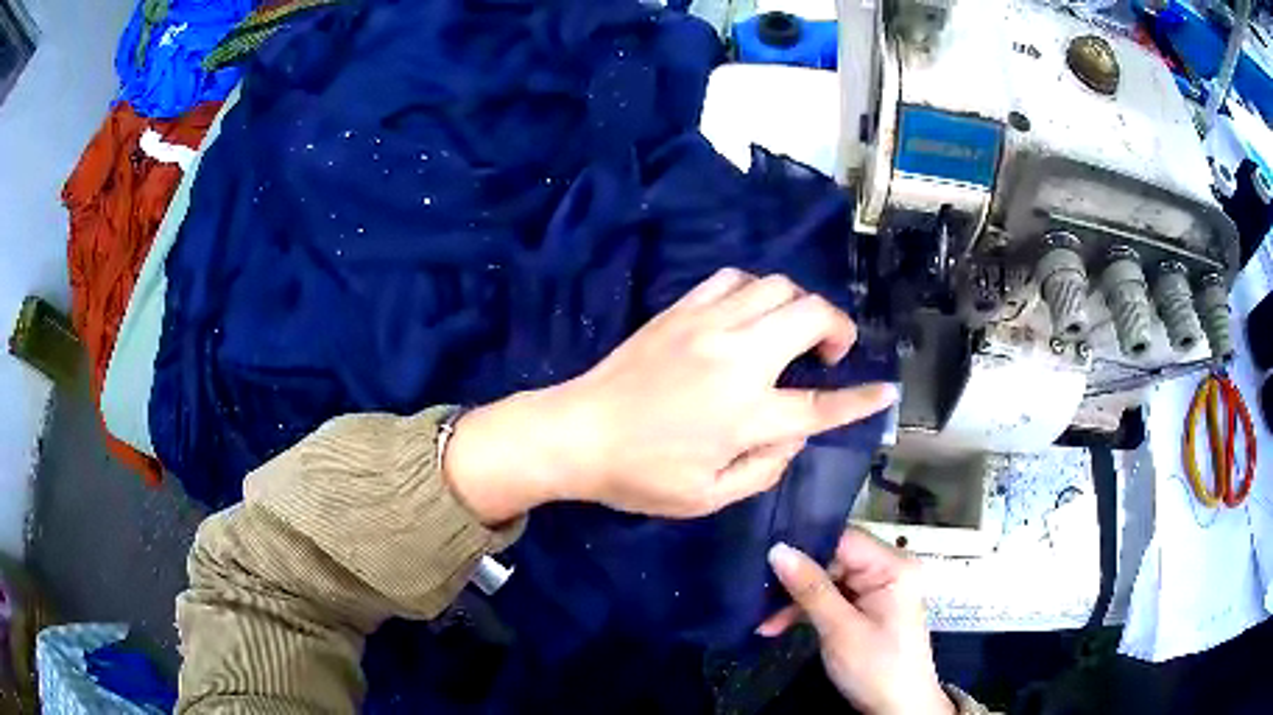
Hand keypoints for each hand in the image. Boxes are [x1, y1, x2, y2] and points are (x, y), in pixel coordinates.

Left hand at [443, 268, 896, 521]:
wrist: (576, 432)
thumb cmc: (641, 475)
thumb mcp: (709, 496)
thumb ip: (765, 468)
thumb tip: (794, 436)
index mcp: (746, 413)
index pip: (821, 405)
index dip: (861, 399)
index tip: (886, 391)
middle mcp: (736, 357)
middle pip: (810, 315)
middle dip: (837, 328)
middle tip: (831, 354)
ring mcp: (706, 323)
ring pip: (776, 285)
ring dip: (798, 305)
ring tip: (792, 333)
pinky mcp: (680, 309)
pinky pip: (733, 278)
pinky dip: (756, 290)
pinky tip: (750, 315)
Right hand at [760, 529, 953, 714]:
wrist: (898, 708)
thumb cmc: (876, 667)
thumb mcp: (840, 630)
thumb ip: (811, 589)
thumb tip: (777, 549)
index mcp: (893, 566)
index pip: (843, 539)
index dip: (805, 544)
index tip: (763, 554)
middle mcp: (889, 569)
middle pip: (834, 559)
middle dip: (796, 580)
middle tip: (756, 595)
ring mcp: (879, 589)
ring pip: (828, 580)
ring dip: (796, 600)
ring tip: (763, 621)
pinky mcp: (868, 607)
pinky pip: (833, 598)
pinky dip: (808, 611)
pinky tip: (778, 625)